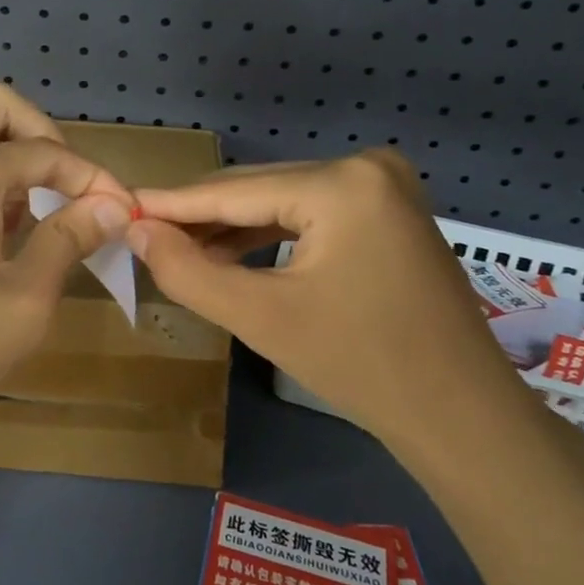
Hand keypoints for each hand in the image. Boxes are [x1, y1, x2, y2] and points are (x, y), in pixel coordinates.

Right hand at [128, 151, 535, 462]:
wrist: (462, 417)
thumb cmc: (362, 366)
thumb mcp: (262, 318)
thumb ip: (189, 271)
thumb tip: (135, 229)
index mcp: (342, 182)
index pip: (236, 191)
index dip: (173, 203)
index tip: (122, 205)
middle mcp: (367, 166)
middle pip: (260, 189)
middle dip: (201, 216)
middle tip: (142, 232)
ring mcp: (384, 186)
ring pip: (283, 201)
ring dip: (232, 227)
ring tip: (176, 246)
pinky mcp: (389, 211)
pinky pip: (311, 214)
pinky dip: (270, 234)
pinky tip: (230, 252)